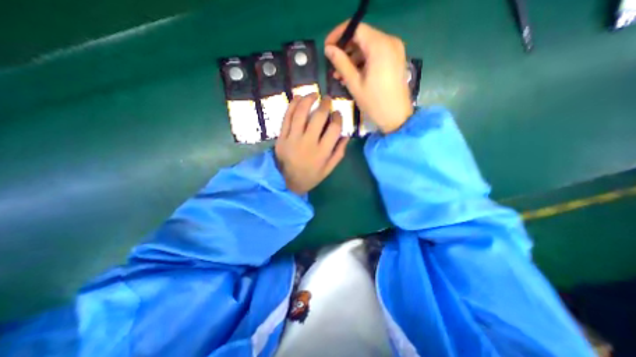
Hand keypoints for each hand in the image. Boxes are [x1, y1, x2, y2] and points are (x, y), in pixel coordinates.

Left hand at [275, 93, 349, 194]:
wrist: (288, 182)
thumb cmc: (311, 176)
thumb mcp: (328, 169)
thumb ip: (338, 152)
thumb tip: (346, 135)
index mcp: (322, 152)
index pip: (334, 128)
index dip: (338, 117)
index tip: (337, 113)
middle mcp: (308, 143)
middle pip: (319, 117)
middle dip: (325, 104)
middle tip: (327, 99)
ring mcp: (293, 139)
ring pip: (301, 113)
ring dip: (308, 100)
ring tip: (314, 94)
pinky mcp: (281, 137)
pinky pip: (286, 118)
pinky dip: (292, 105)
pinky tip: (298, 98)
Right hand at [324, 22, 411, 133]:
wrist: (396, 118)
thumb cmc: (374, 103)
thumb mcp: (354, 84)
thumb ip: (341, 63)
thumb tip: (328, 49)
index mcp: (380, 46)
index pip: (356, 28)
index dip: (339, 35)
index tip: (327, 47)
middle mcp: (390, 42)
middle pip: (363, 36)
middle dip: (345, 49)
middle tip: (333, 65)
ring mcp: (395, 50)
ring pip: (368, 46)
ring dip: (353, 58)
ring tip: (340, 75)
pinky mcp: (395, 59)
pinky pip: (376, 54)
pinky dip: (363, 62)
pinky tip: (353, 75)